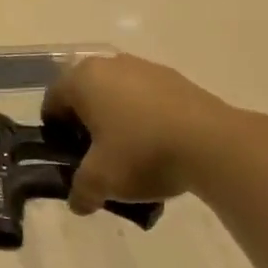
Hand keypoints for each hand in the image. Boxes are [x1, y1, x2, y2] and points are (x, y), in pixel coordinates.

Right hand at [41, 54, 232, 213]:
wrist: (214, 144)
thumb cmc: (142, 153)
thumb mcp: (100, 181)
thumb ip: (81, 191)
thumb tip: (78, 202)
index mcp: (82, 79)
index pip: (52, 102)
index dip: (55, 132)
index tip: (68, 157)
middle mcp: (110, 64)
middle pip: (86, 95)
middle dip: (87, 125)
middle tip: (96, 157)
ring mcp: (147, 68)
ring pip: (118, 95)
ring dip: (117, 120)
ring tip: (131, 155)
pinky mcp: (177, 80)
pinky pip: (148, 99)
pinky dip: (146, 118)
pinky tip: (159, 147)